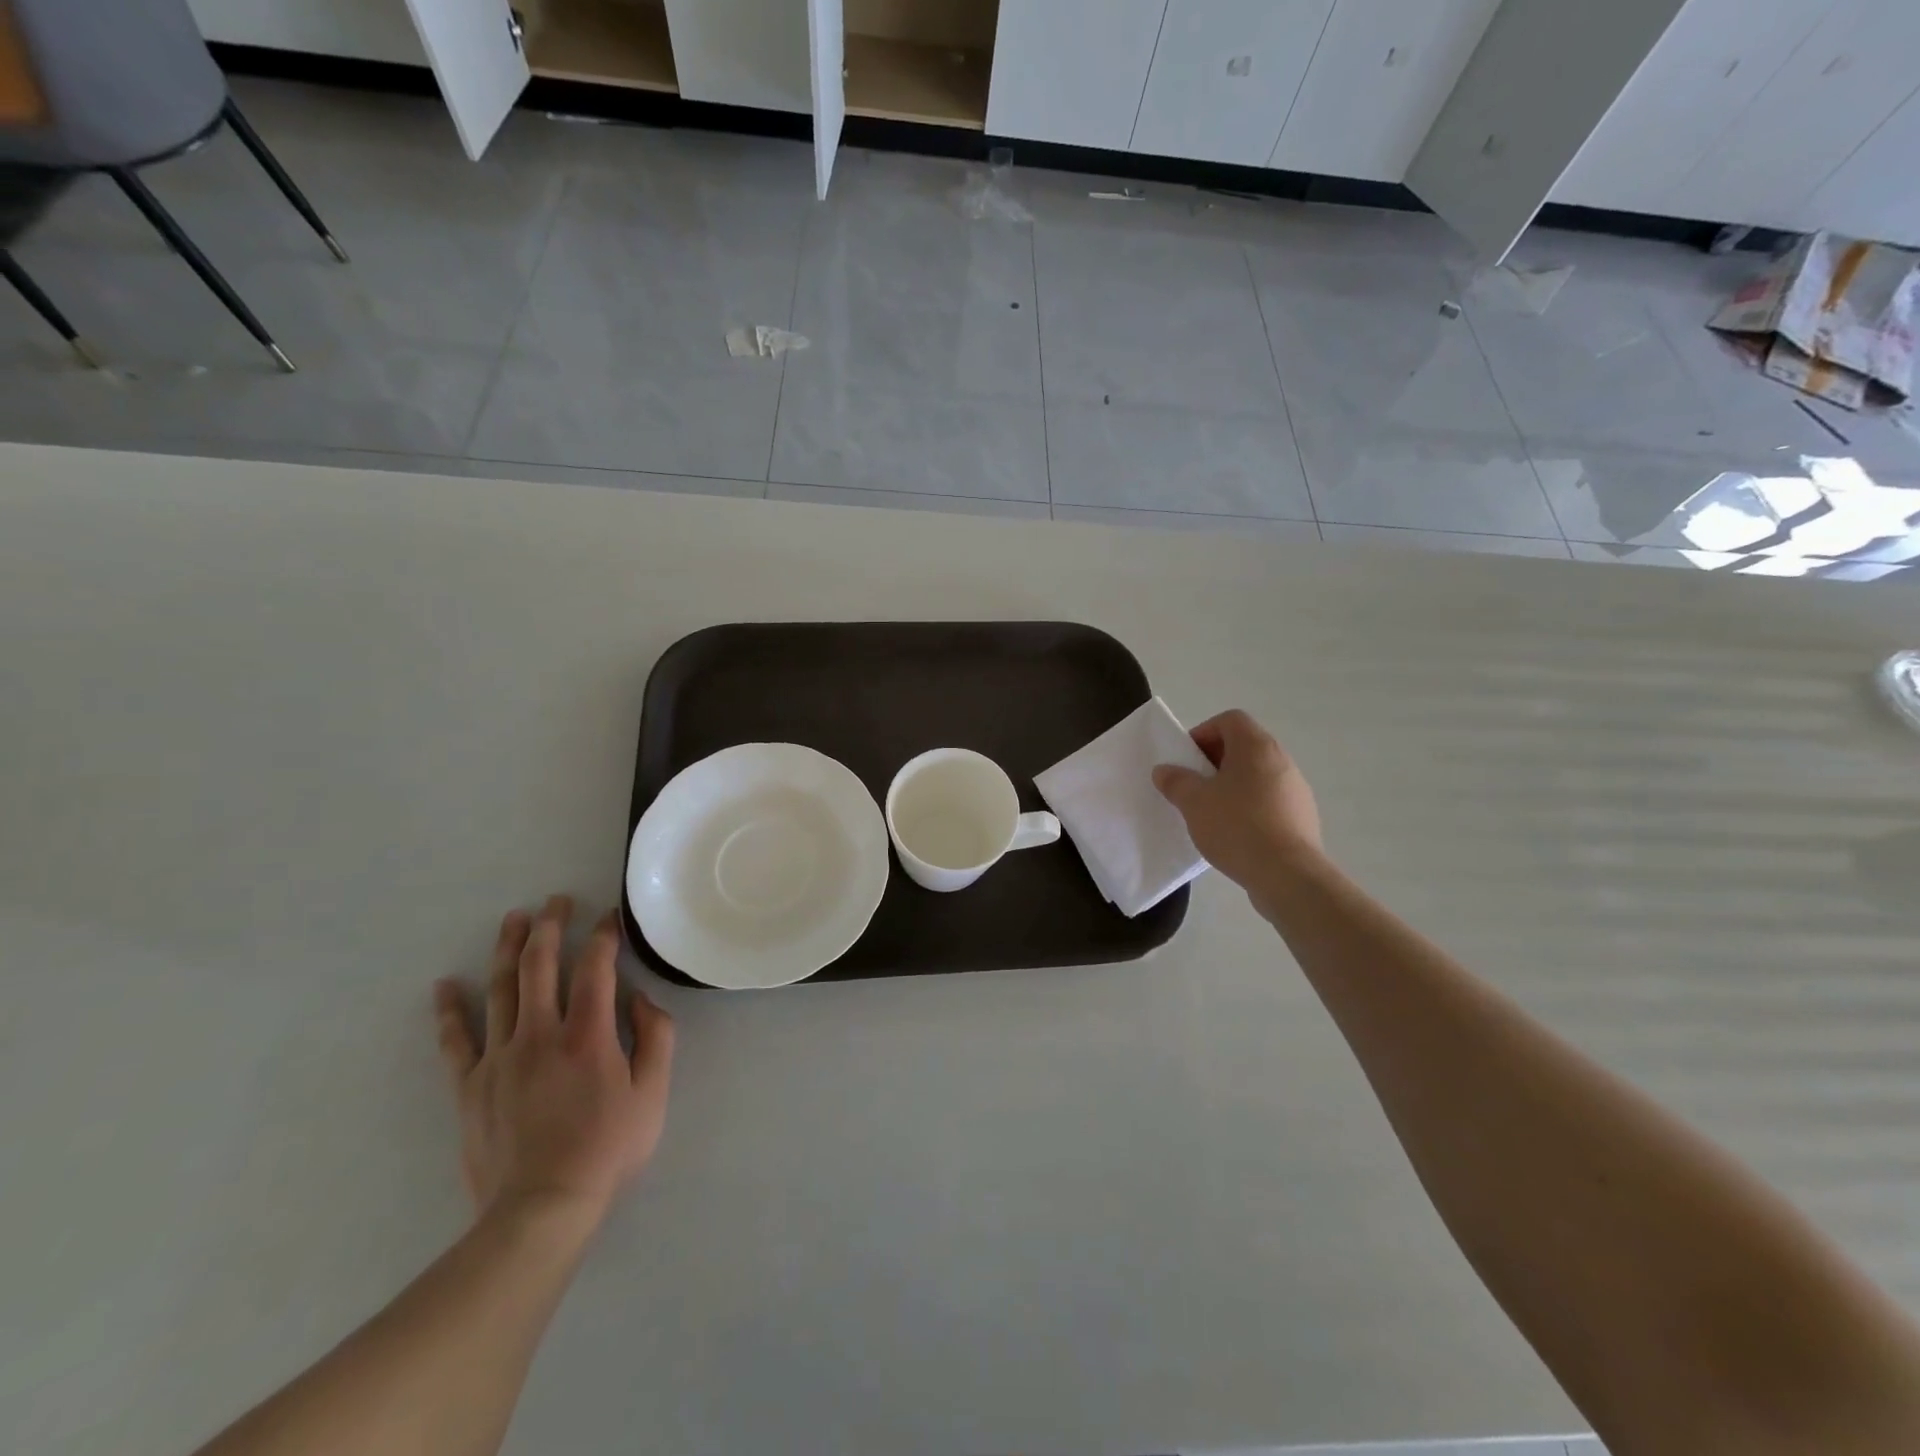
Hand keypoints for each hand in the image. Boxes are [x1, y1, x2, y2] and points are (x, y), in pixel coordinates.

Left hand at [434, 896, 674, 1225]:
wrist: (540, 1208)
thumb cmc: (606, 1149)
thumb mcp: (652, 1094)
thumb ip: (656, 1039)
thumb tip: (641, 1000)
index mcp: (588, 1034)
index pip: (595, 967)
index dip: (603, 937)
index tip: (609, 919)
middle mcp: (540, 1034)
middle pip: (540, 965)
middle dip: (550, 926)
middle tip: (556, 901)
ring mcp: (499, 1058)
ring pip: (501, 989)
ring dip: (508, 949)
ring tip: (514, 919)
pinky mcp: (470, 1085)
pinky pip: (456, 1040)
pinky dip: (450, 1010)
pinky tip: (445, 985)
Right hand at [1153, 710, 1322, 901]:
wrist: (1287, 874)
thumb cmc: (1237, 826)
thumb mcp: (1193, 802)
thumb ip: (1176, 781)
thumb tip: (1164, 770)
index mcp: (1256, 747)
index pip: (1230, 720)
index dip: (1204, 732)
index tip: (1187, 759)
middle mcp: (1281, 760)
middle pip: (1244, 747)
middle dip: (1214, 762)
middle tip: (1194, 786)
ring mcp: (1296, 789)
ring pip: (1257, 775)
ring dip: (1232, 786)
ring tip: (1212, 813)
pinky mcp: (1302, 817)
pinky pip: (1270, 801)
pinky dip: (1250, 808)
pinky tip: (1235, 834)